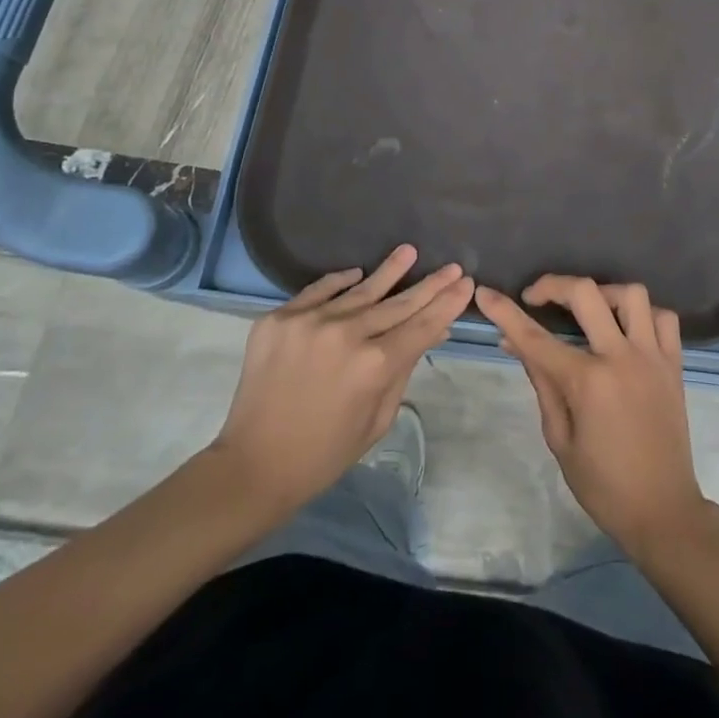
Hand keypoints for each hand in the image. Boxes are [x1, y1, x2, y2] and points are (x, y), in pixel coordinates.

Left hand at [210, 245, 473, 520]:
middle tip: (451, 266)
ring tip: (409, 252)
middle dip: (429, 285)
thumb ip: (405, 368)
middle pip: (398, 303)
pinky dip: (340, 282)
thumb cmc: (325, 453)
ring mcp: (310, 322)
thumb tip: (434, 329)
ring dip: (389, 271)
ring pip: (360, 290)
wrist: (252, 466)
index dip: (447, 303)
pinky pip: (319, 291)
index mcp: (374, 366)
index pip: (422, 325)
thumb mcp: (378, 419)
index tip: (466, 283)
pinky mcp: (279, 319)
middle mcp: (346, 334)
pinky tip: (358, 274)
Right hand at [475, 277, 707, 556]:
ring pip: (631, 295)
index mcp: (587, 383)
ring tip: (588, 310)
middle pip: (585, 293)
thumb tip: (514, 343)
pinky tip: (627, 329)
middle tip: (536, 298)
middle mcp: (621, 358)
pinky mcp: (674, 364)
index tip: (485, 293)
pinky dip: (643, 314)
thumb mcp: (560, 439)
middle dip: (553, 285)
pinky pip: (664, 318)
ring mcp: (652, 357)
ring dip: (604, 293)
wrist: (663, 511)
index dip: (505, 312)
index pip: (535, 338)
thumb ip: (541, 383)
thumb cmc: (603, 485)